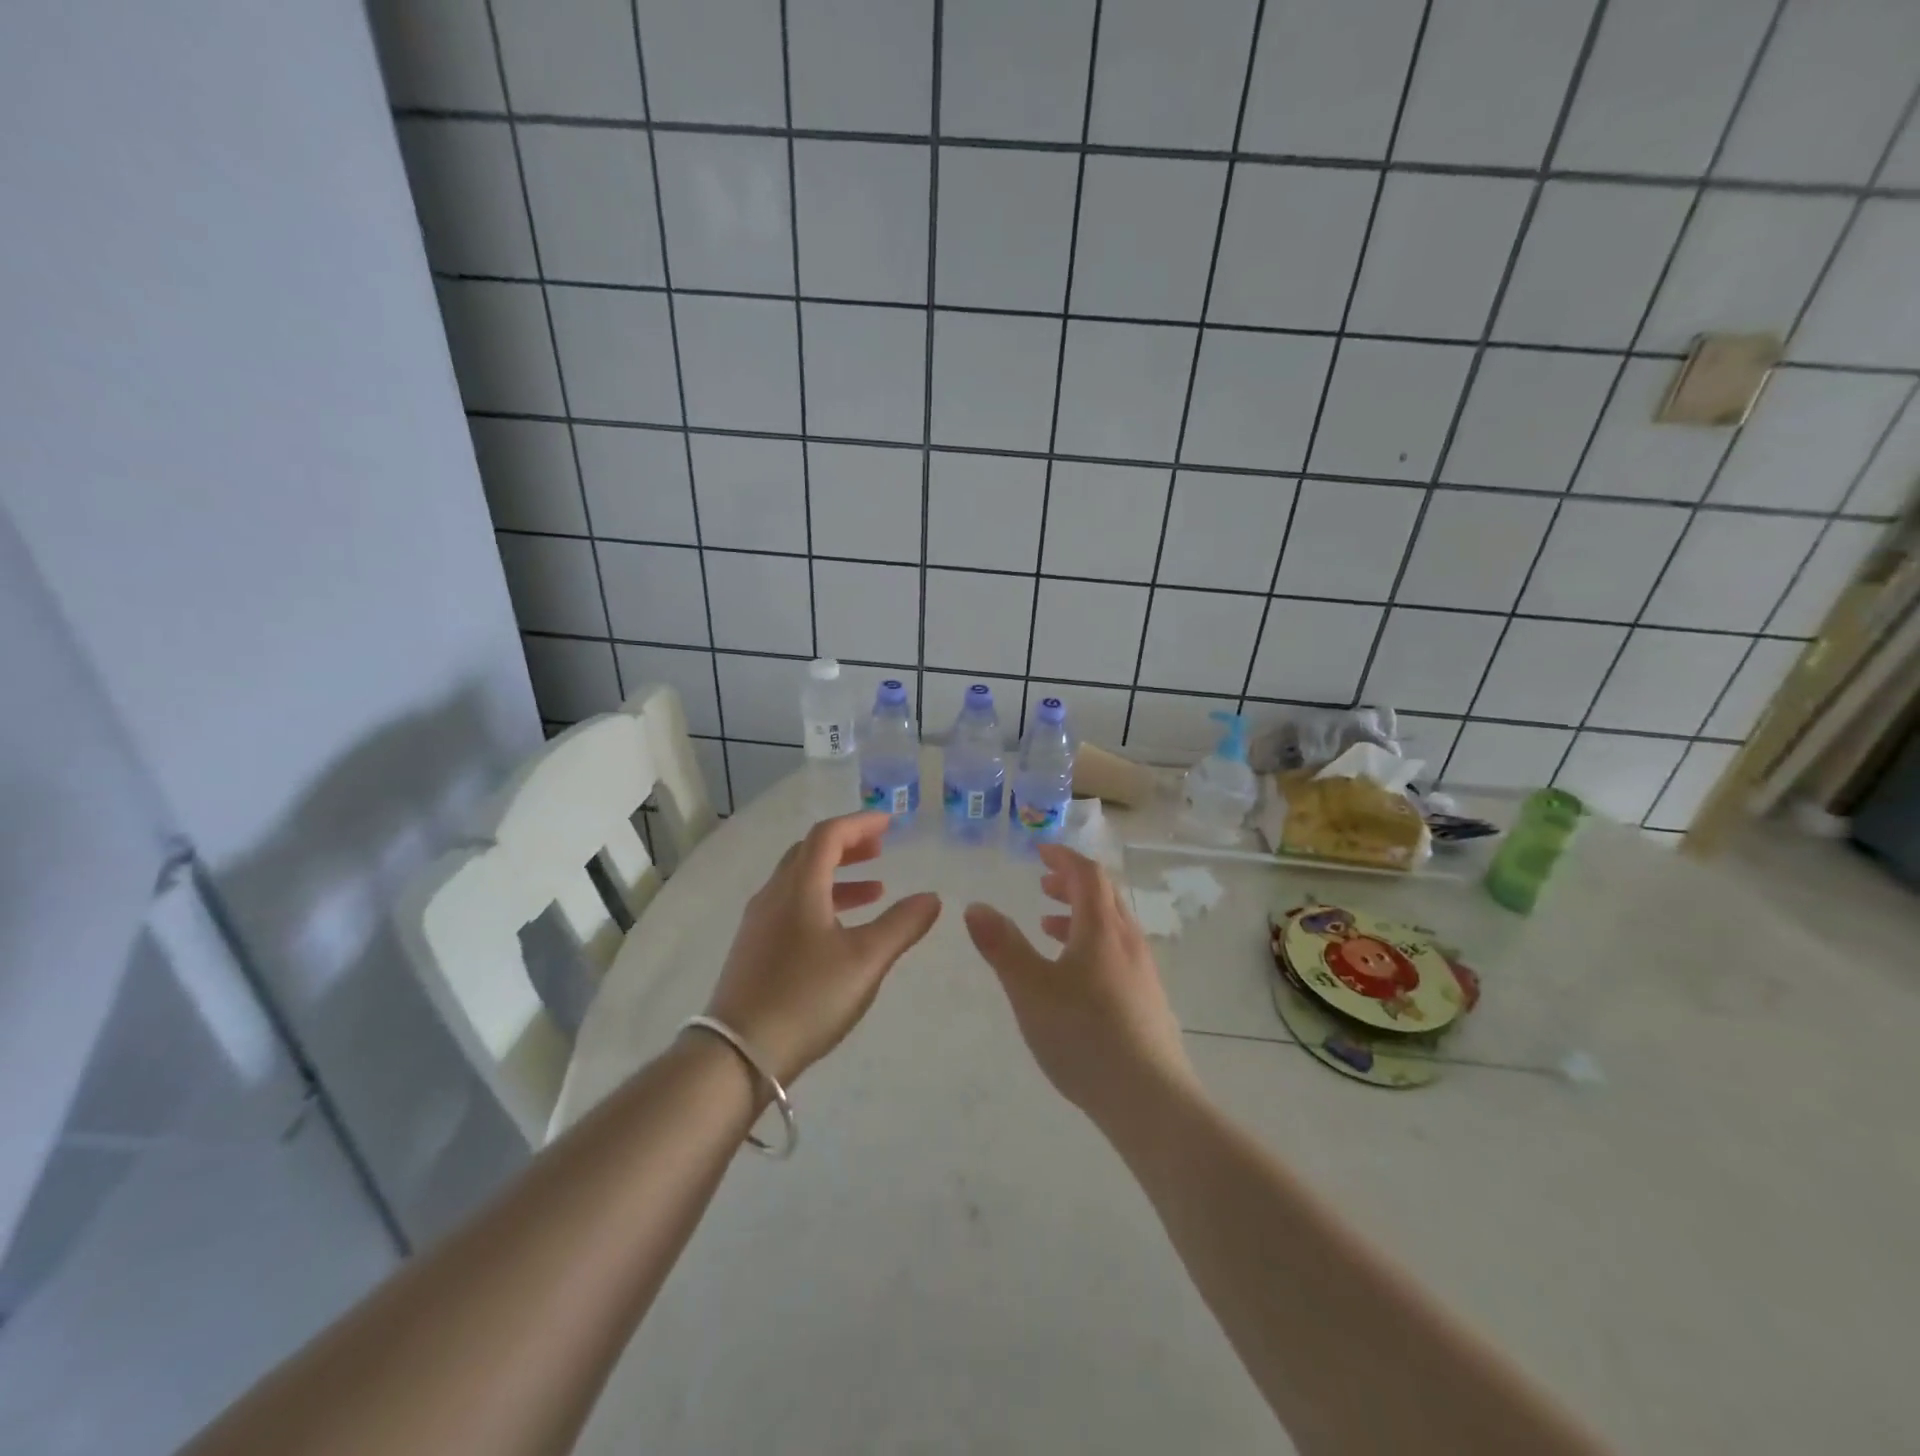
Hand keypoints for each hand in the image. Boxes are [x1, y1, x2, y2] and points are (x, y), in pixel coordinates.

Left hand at [702, 811, 940, 1085]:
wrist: (737, 1055)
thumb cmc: (807, 998)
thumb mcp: (865, 960)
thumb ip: (902, 925)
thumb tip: (932, 897)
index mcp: (799, 887)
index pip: (828, 835)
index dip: (860, 823)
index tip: (890, 823)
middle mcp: (774, 894)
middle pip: (810, 852)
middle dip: (848, 846)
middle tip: (880, 851)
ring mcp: (759, 923)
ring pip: (800, 881)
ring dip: (837, 876)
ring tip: (875, 892)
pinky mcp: (754, 949)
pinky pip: (791, 905)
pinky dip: (821, 901)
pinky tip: (840, 931)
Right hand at [963, 845, 1195, 1127]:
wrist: (1150, 1100)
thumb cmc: (1084, 1035)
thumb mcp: (1030, 989)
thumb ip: (1002, 946)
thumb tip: (976, 906)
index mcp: (1102, 928)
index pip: (1087, 874)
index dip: (1063, 858)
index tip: (1040, 852)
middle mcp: (1128, 942)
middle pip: (1104, 896)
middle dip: (1071, 884)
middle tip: (1042, 885)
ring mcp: (1144, 972)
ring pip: (1112, 927)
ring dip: (1080, 916)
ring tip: (1049, 926)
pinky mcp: (1148, 1001)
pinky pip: (1118, 953)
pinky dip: (1092, 944)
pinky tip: (1075, 977)